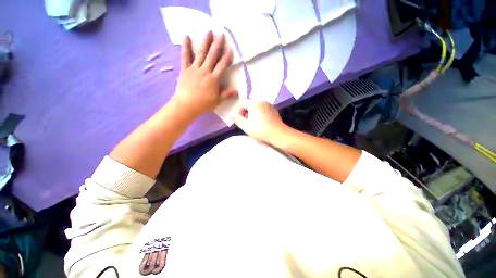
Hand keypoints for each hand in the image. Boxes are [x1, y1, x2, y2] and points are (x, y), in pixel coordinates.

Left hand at [171, 32, 237, 117]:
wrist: (187, 105)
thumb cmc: (203, 104)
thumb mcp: (218, 101)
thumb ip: (227, 94)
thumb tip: (237, 92)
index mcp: (214, 79)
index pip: (222, 66)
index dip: (227, 57)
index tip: (230, 49)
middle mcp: (205, 71)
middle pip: (212, 56)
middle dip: (217, 45)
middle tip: (221, 34)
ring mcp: (194, 69)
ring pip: (201, 53)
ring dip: (205, 42)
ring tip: (209, 31)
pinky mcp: (185, 69)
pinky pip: (185, 56)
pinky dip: (186, 46)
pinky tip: (186, 36)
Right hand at [233, 100, 287, 144]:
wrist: (278, 134)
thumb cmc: (260, 130)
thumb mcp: (245, 126)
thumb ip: (237, 119)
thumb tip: (233, 115)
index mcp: (254, 103)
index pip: (242, 103)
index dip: (239, 112)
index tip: (240, 120)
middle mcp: (262, 101)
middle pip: (250, 105)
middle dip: (246, 113)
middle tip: (246, 123)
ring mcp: (269, 105)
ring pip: (257, 107)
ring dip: (253, 114)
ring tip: (254, 123)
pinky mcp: (274, 110)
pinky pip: (264, 110)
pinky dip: (260, 114)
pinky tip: (262, 123)